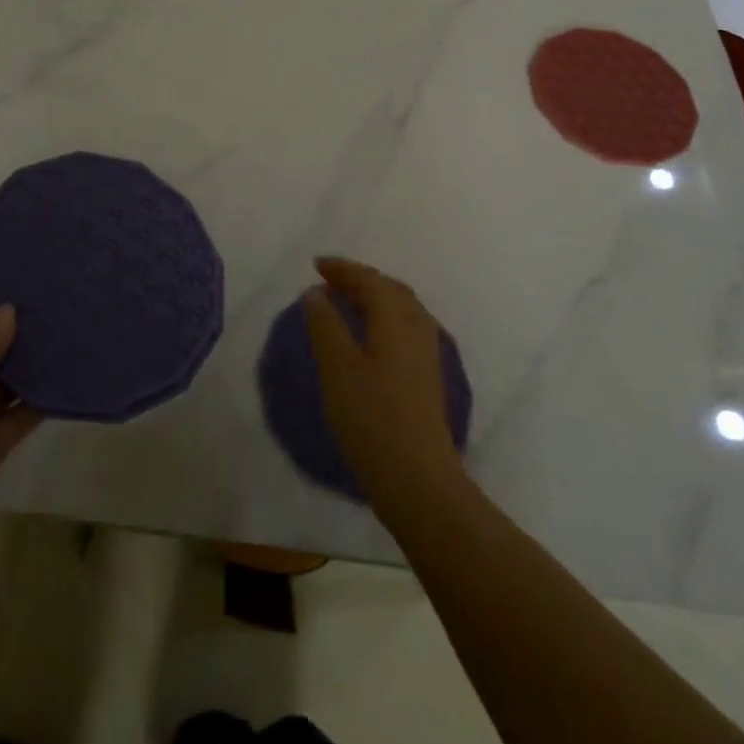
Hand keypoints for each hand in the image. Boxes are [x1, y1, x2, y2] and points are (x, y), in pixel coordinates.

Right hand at [303, 257, 463, 508]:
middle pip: (390, 289)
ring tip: (347, 301)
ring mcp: (426, 353)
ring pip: (402, 308)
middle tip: (331, 279)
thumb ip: (325, 325)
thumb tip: (316, 293)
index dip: (343, 269)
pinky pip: (405, 327)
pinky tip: (371, 335)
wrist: (418, 478)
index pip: (370, 280)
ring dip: (374, 297)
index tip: (317, 265)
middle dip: (360, 279)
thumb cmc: (371, 418)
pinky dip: (384, 317)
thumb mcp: (337, 367)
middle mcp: (417, 327)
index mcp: (396, 319)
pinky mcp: (427, 376)